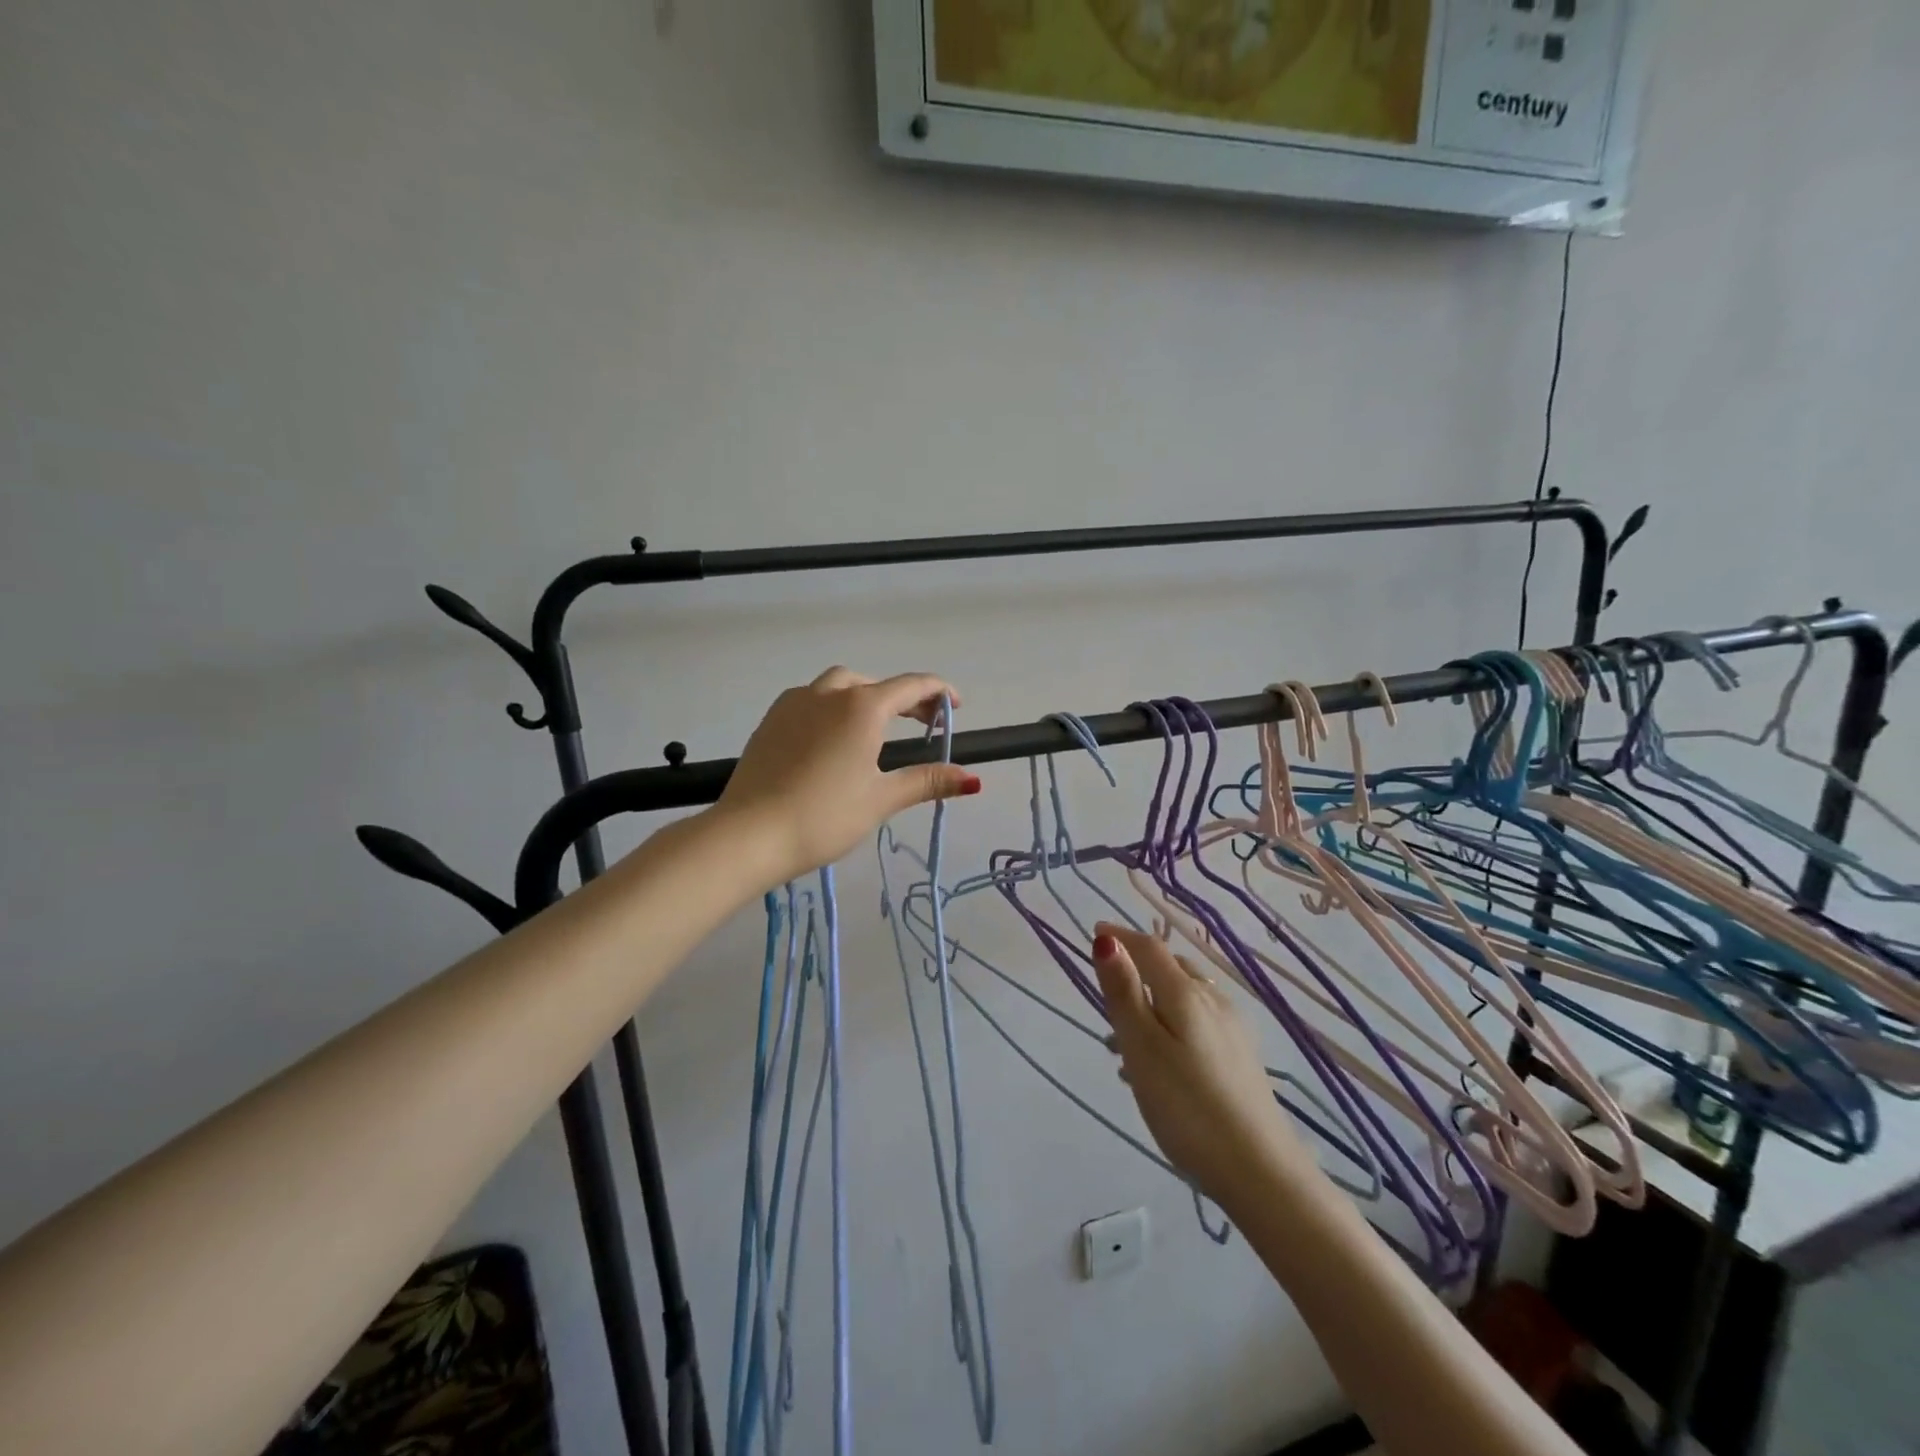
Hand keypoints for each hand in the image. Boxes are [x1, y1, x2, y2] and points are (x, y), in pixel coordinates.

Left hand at [711, 667, 979, 888]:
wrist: (749, 834)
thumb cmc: (824, 816)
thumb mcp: (881, 799)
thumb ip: (926, 781)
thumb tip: (972, 779)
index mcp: (861, 707)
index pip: (911, 686)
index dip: (939, 692)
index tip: (957, 706)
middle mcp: (828, 693)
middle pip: (875, 684)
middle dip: (904, 698)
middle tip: (924, 722)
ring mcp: (794, 703)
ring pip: (839, 685)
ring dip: (866, 696)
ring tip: (879, 727)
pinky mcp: (771, 720)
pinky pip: (811, 699)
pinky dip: (834, 706)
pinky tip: (834, 738)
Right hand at [1093, 923, 1321, 1209]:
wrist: (1261, 1173)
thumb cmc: (1188, 1107)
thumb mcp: (1142, 1048)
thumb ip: (1123, 992)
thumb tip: (1106, 939)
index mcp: (1186, 994)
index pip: (1150, 948)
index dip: (1121, 936)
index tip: (1094, 930)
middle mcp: (1214, 1001)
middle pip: (1170, 970)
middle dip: (1137, 974)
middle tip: (1108, 1002)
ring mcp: (1234, 1030)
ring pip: (1184, 1000)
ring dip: (1153, 1006)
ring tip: (1125, 1048)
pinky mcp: (1242, 1058)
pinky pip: (1198, 1024)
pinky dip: (1172, 1028)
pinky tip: (1162, 1068)